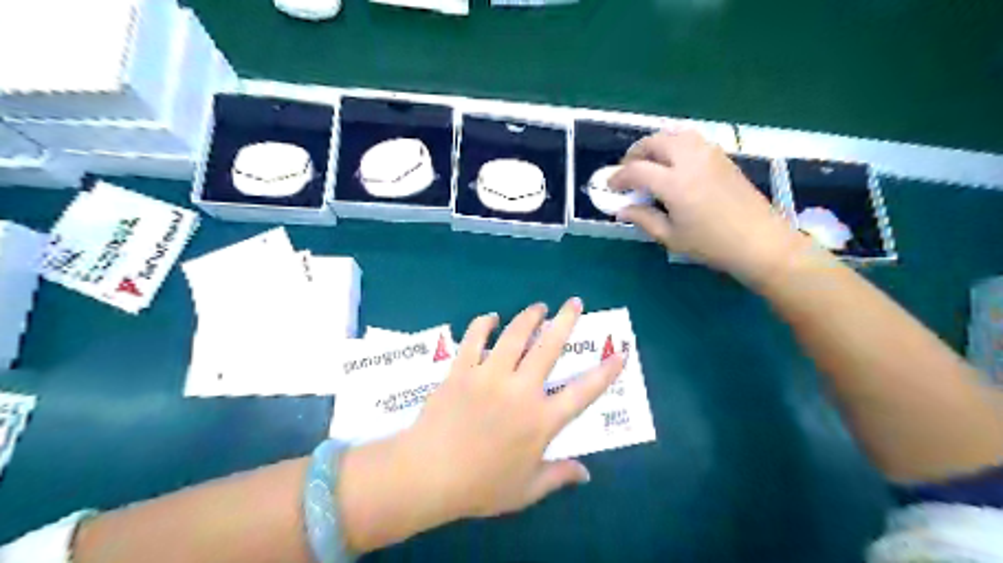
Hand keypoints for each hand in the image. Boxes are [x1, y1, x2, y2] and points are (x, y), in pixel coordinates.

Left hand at [338, 296, 620, 552]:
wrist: (428, 474)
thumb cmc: (480, 486)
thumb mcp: (525, 489)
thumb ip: (558, 477)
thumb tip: (586, 473)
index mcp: (541, 420)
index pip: (583, 392)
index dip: (605, 372)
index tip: (619, 353)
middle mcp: (520, 390)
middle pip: (549, 347)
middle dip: (565, 321)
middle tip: (574, 303)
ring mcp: (490, 375)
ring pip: (515, 335)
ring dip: (529, 316)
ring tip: (539, 307)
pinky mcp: (462, 369)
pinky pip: (475, 338)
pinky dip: (484, 323)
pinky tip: (491, 317)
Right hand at [612, 130, 804, 288]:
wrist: (759, 241)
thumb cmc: (712, 244)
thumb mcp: (671, 236)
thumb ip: (643, 219)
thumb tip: (621, 210)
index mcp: (674, 183)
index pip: (636, 170)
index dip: (618, 177)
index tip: (610, 187)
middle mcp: (690, 160)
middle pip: (654, 142)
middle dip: (634, 154)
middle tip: (627, 171)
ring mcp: (709, 154)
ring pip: (674, 135)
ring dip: (655, 145)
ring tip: (649, 163)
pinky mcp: (722, 156)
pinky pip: (692, 139)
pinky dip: (674, 144)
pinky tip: (673, 163)